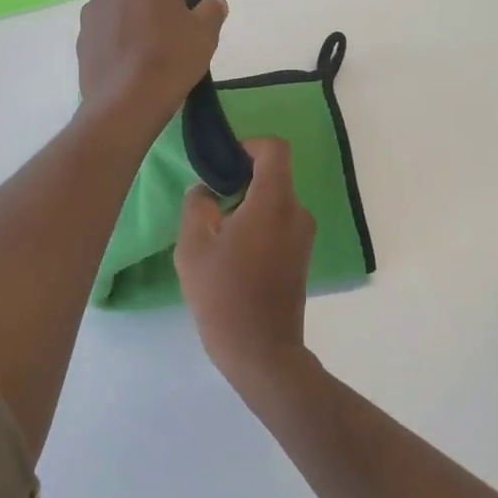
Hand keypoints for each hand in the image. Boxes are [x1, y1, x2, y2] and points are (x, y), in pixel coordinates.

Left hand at [77, 0, 226, 141]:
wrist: (125, 104)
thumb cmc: (170, 59)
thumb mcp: (205, 34)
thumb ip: (211, 11)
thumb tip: (214, 3)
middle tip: (177, 14)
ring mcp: (91, 13)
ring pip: (119, 1)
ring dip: (138, 11)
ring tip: (156, 38)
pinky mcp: (82, 40)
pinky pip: (107, 26)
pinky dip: (122, 32)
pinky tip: (137, 58)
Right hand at [177, 138, 316, 391]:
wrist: (261, 351)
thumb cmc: (223, 294)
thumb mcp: (193, 247)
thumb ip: (197, 206)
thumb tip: (205, 191)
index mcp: (274, 202)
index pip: (274, 149)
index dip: (249, 145)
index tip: (223, 164)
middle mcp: (297, 212)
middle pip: (273, 176)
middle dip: (241, 182)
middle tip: (209, 206)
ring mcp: (304, 237)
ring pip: (275, 202)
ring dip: (248, 207)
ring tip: (218, 237)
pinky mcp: (302, 257)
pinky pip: (280, 224)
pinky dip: (259, 226)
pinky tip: (234, 256)